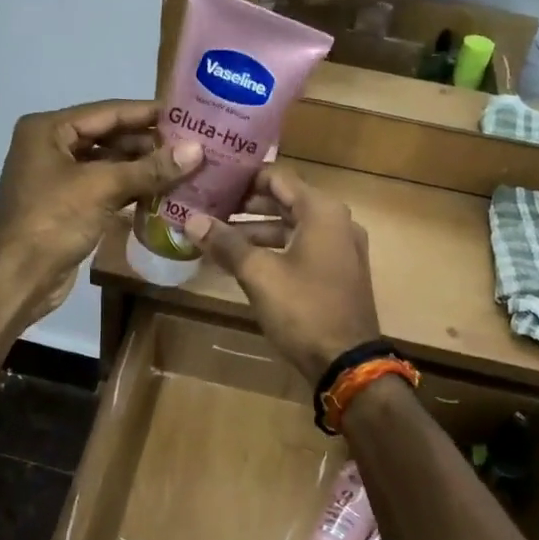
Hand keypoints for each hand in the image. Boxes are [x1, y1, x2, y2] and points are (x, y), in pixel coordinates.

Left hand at [0, 101, 202, 316]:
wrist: (18, 277)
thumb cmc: (53, 220)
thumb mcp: (102, 188)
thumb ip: (150, 168)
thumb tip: (197, 150)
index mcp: (48, 129)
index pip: (108, 112)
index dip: (147, 113)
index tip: (186, 113)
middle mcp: (51, 147)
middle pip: (109, 137)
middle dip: (149, 143)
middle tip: (193, 144)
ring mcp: (59, 179)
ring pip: (109, 165)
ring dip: (143, 168)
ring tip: (185, 167)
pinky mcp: (69, 207)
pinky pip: (106, 189)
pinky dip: (132, 190)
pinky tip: (164, 191)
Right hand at [184, 165, 380, 383]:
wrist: (347, 362)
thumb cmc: (304, 310)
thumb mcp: (259, 275)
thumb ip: (226, 243)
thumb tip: (191, 220)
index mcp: (322, 212)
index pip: (278, 178)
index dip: (243, 178)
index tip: (212, 182)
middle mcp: (337, 222)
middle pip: (285, 202)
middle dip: (246, 207)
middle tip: (209, 210)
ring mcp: (341, 249)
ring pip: (292, 228)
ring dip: (257, 231)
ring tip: (218, 239)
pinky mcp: (339, 273)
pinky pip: (302, 249)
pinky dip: (275, 250)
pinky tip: (245, 263)